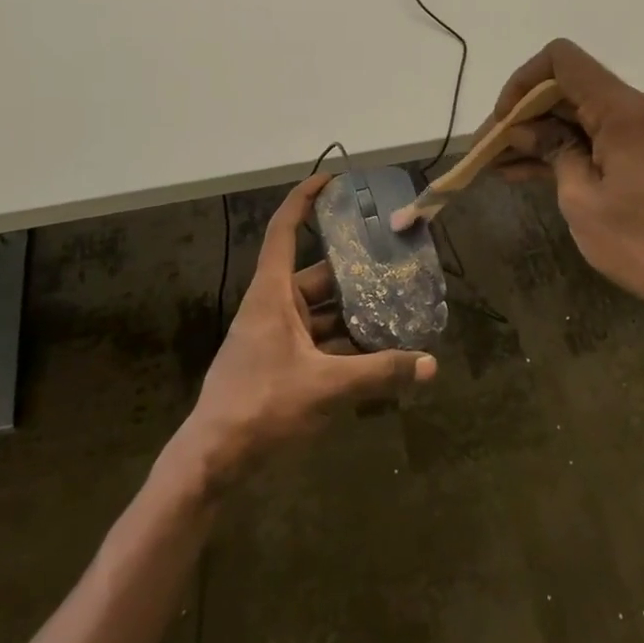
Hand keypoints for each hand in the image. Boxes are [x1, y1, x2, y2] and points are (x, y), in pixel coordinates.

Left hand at [180, 175, 437, 486]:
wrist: (212, 461)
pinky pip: (318, 343)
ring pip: (321, 314)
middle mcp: (273, 308)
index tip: (332, 181)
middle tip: (395, 263)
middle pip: (317, 276)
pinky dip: (345, 345)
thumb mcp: (326, 387)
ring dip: (354, 314)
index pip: (284, 231)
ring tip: (397, 308)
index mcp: (272, 295)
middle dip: (354, 271)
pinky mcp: (280, 366)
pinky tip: (378, 354)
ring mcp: (275, 338)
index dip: (304, 200)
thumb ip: (380, 373)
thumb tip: (431, 364)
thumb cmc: (261, 406)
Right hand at [488, 39, 643, 325]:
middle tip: (487, 148)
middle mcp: (636, 106)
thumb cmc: (640, 242)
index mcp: (623, 108)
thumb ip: (551, 151)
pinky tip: (521, 172)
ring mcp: (642, 130)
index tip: (502, 121)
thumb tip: (523, 129)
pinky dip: (562, 151)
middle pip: (568, 89)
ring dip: (538, 136)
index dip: (522, 82)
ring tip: (494, 162)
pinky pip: (594, 139)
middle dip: (524, 115)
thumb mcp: (581, 198)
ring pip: (577, 117)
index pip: (562, 60)